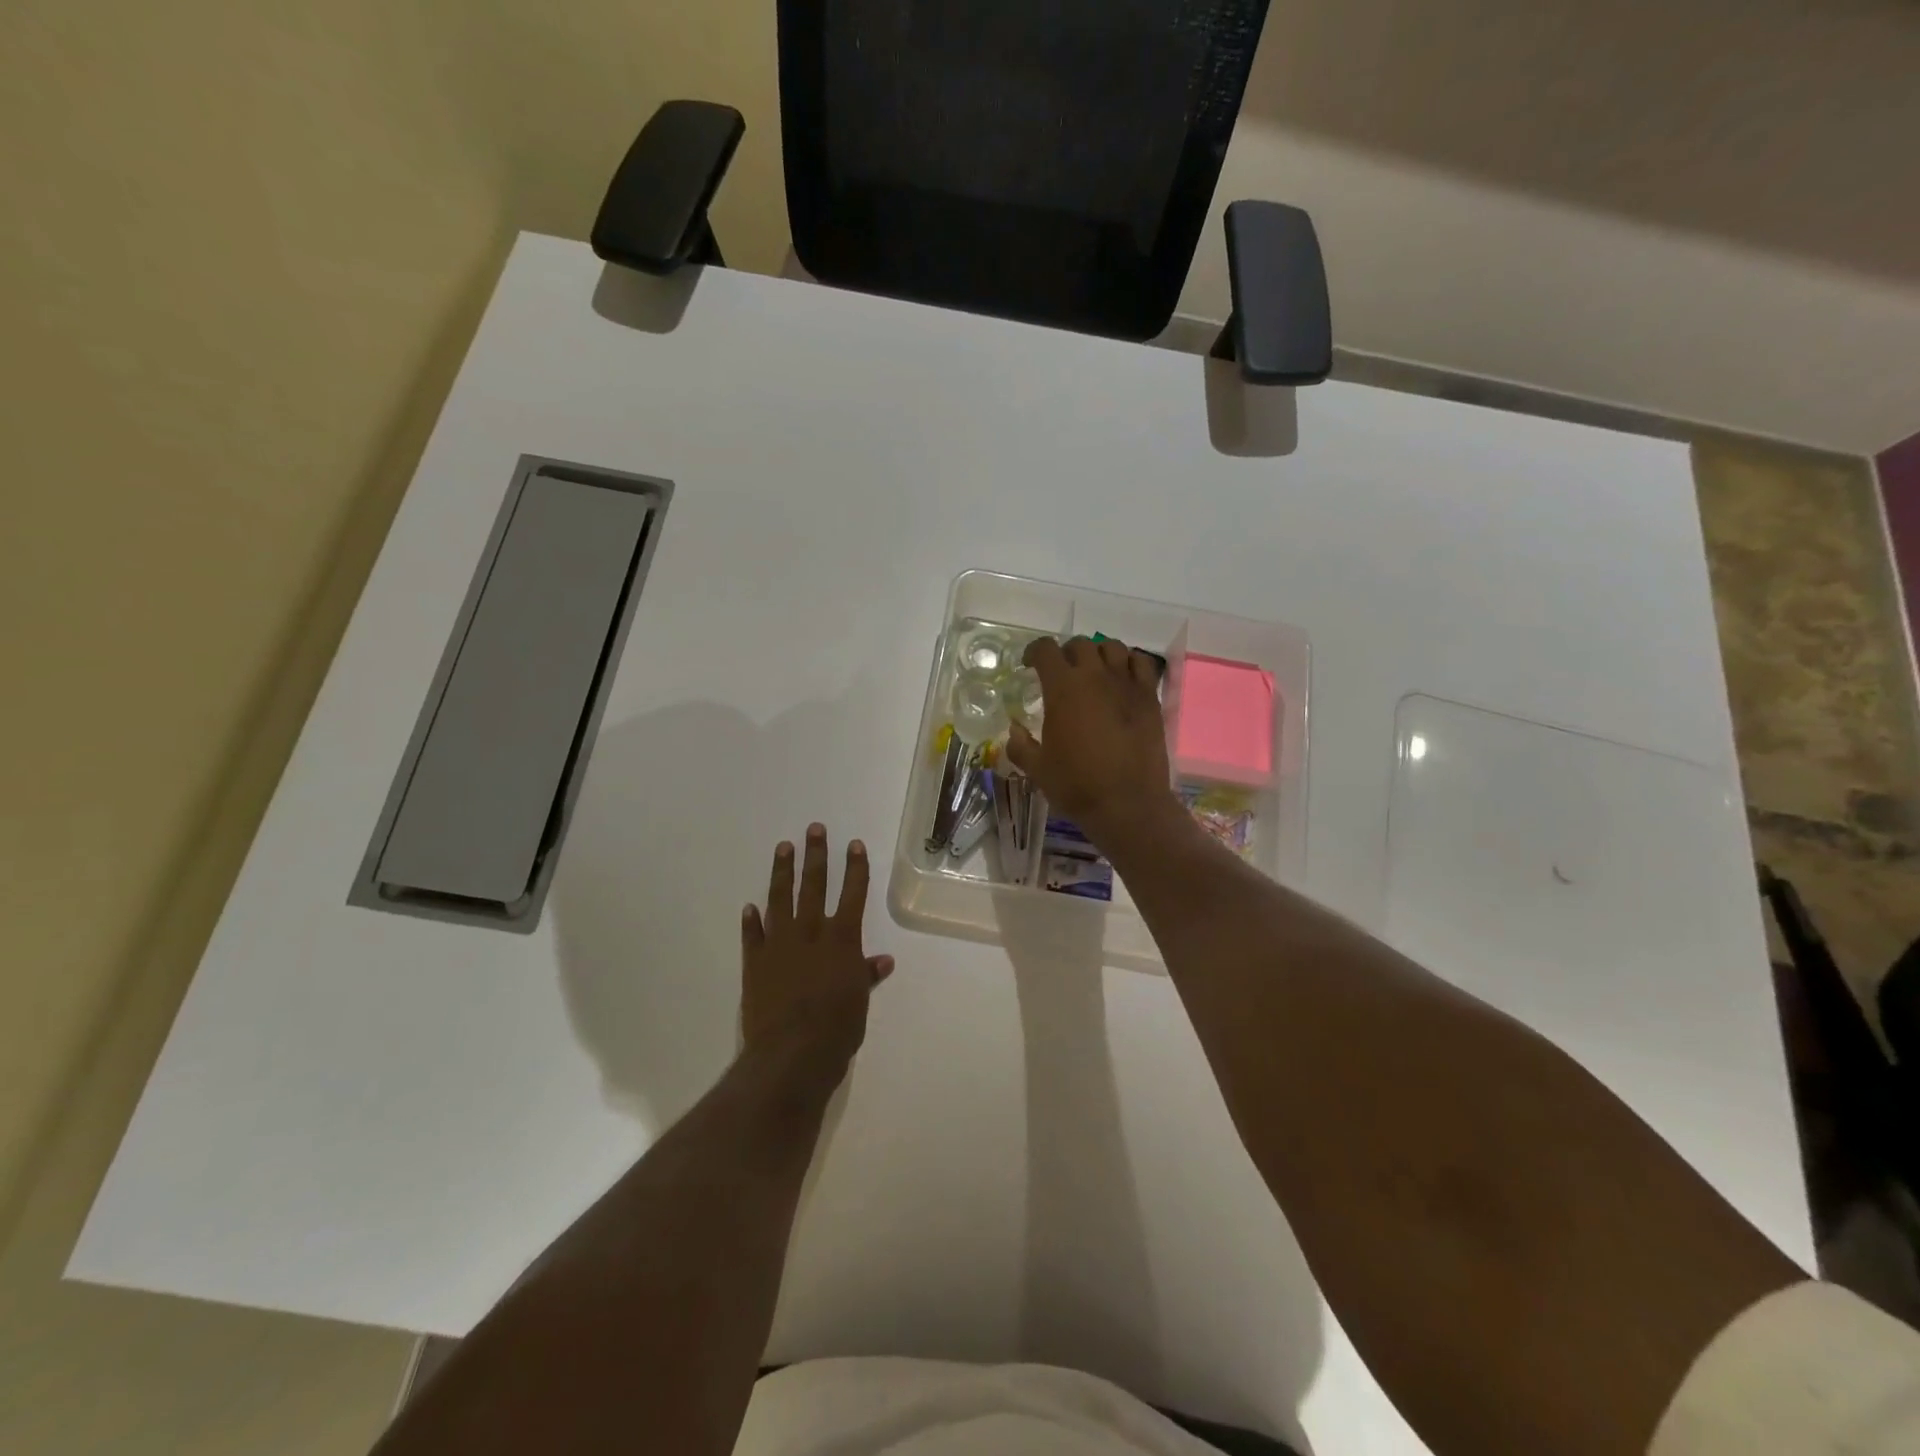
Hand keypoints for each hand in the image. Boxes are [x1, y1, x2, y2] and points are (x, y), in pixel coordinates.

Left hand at [742, 824, 893, 1086]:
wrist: (791, 1053)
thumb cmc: (837, 1029)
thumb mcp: (859, 1002)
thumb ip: (866, 976)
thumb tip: (883, 960)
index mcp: (842, 940)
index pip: (852, 894)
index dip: (855, 868)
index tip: (854, 844)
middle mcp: (811, 933)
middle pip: (815, 886)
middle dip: (817, 856)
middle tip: (814, 829)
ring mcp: (780, 945)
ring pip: (781, 899)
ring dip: (783, 872)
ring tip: (784, 847)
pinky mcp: (755, 962)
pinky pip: (753, 935)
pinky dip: (752, 921)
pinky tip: (750, 906)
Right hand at [1003, 635, 1178, 846]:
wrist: (1128, 803)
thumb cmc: (1077, 785)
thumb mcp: (1037, 769)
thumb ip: (1020, 745)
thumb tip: (1013, 730)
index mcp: (1062, 688)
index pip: (1045, 650)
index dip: (1034, 652)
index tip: (1029, 665)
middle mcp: (1095, 676)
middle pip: (1080, 644)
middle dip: (1066, 653)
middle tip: (1061, 672)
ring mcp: (1126, 684)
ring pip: (1112, 647)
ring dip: (1099, 653)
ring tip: (1094, 671)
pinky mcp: (1150, 697)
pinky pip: (1142, 663)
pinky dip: (1129, 662)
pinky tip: (1122, 678)